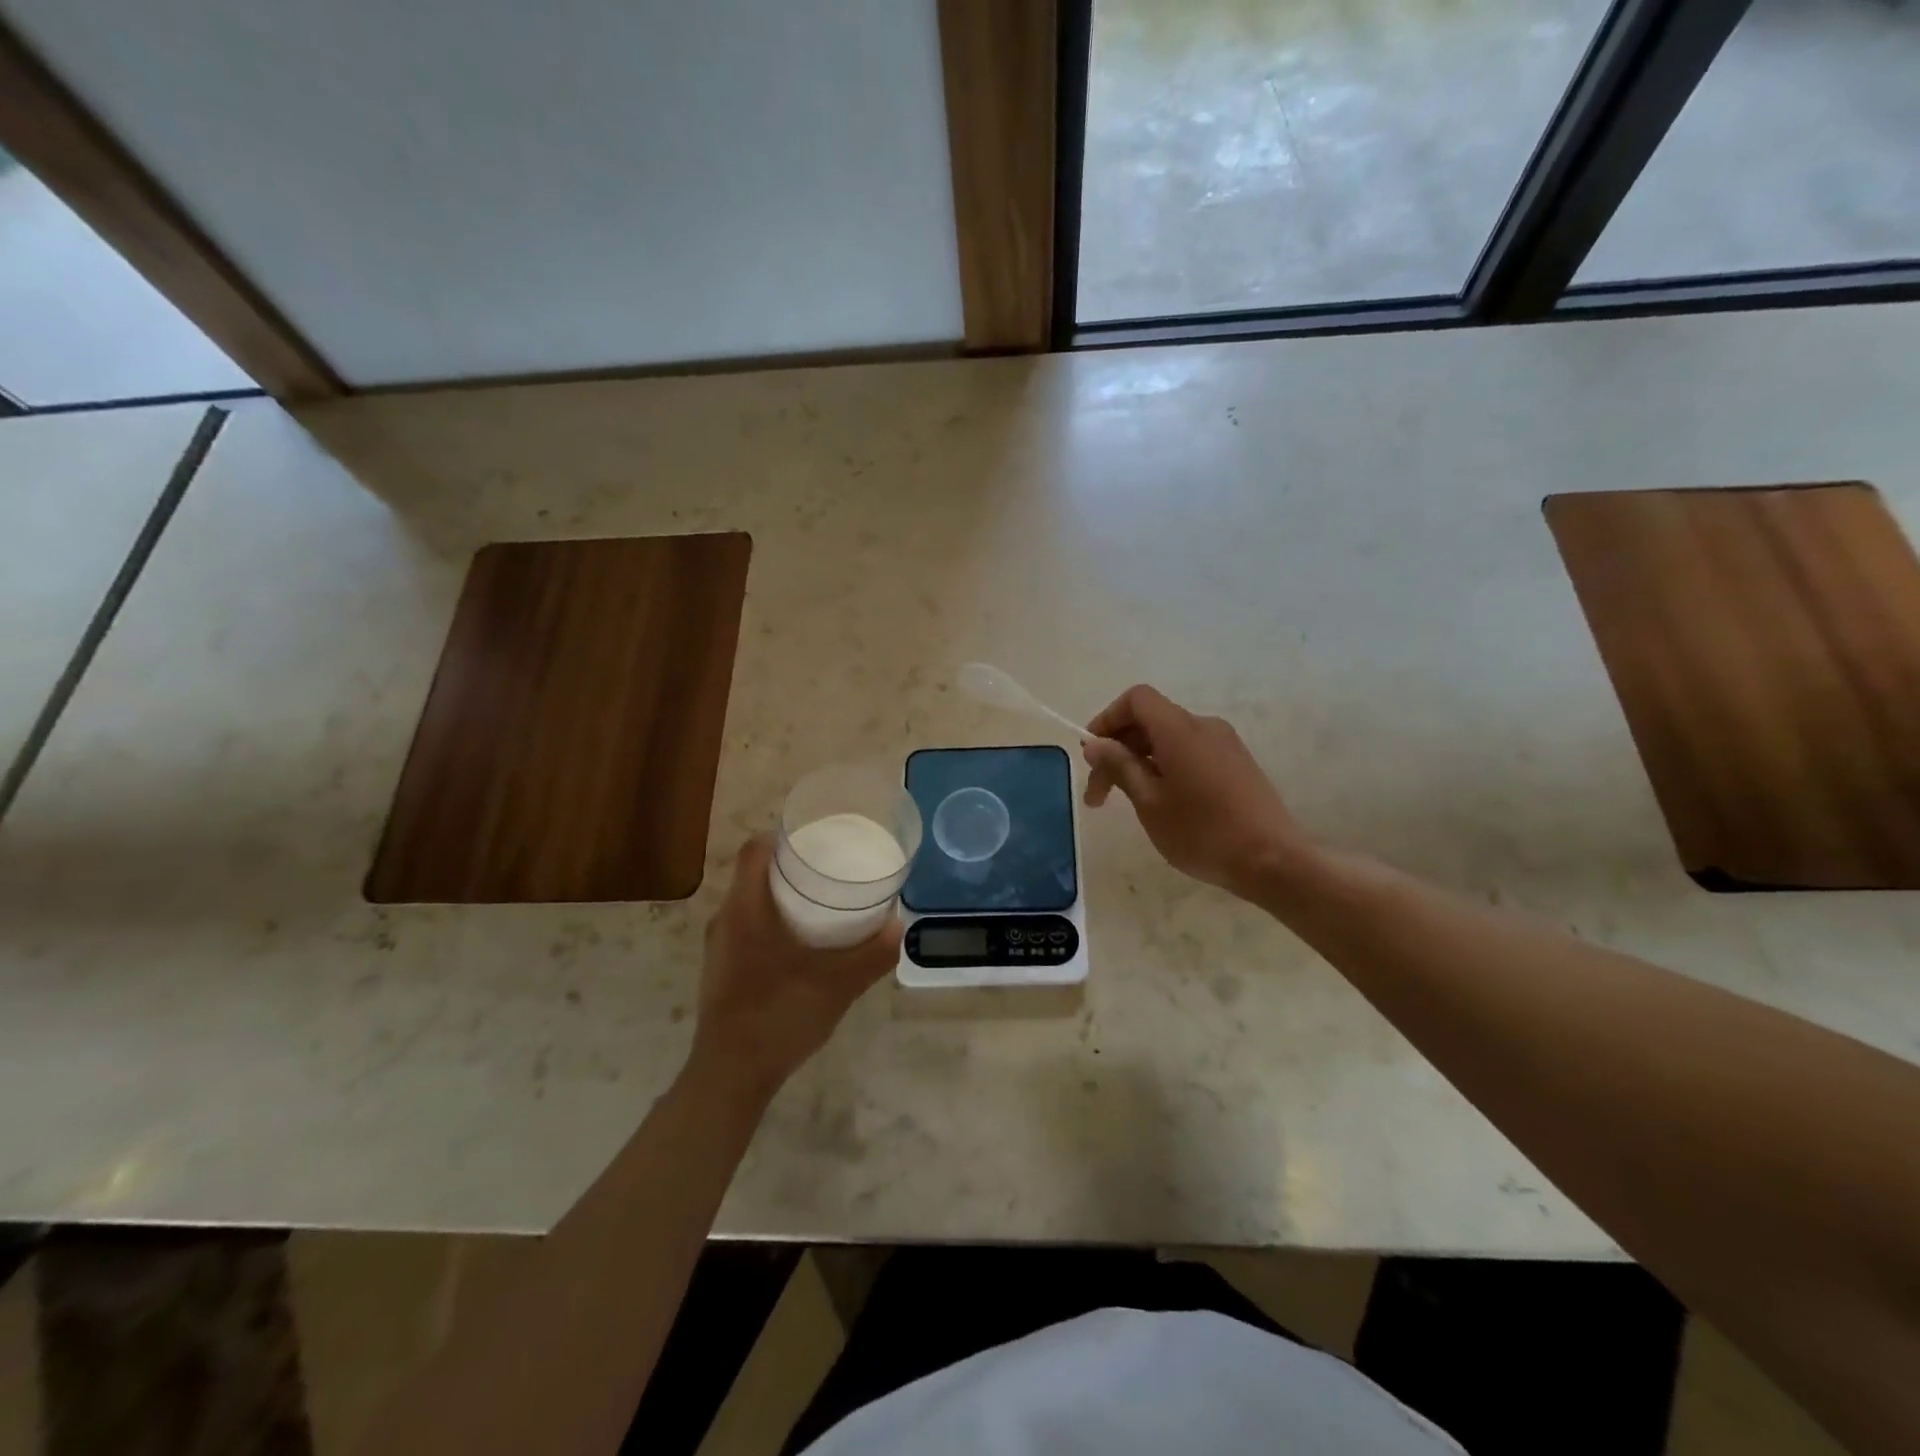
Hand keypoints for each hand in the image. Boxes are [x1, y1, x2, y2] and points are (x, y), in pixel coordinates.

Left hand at [687, 834, 901, 1103]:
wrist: (731, 1076)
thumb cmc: (778, 1016)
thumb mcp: (836, 985)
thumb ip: (872, 955)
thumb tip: (900, 926)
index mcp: (745, 909)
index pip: (753, 851)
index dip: (781, 836)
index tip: (815, 837)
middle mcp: (726, 920)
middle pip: (753, 874)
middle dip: (790, 866)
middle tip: (830, 868)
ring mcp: (720, 947)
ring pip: (750, 903)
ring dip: (781, 896)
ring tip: (821, 902)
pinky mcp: (722, 970)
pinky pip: (747, 928)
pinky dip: (773, 922)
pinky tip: (802, 944)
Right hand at [1082, 685, 1305, 900]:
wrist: (1274, 861)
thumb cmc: (1203, 832)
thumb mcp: (1150, 802)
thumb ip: (1120, 766)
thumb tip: (1095, 743)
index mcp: (1179, 729)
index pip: (1136, 699)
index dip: (1107, 719)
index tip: (1092, 754)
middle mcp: (1204, 726)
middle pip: (1150, 720)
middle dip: (1118, 750)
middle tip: (1098, 796)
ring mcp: (1225, 744)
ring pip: (1169, 738)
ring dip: (1141, 762)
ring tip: (1128, 802)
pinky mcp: (1238, 764)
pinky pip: (1191, 752)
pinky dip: (1166, 766)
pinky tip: (1163, 802)